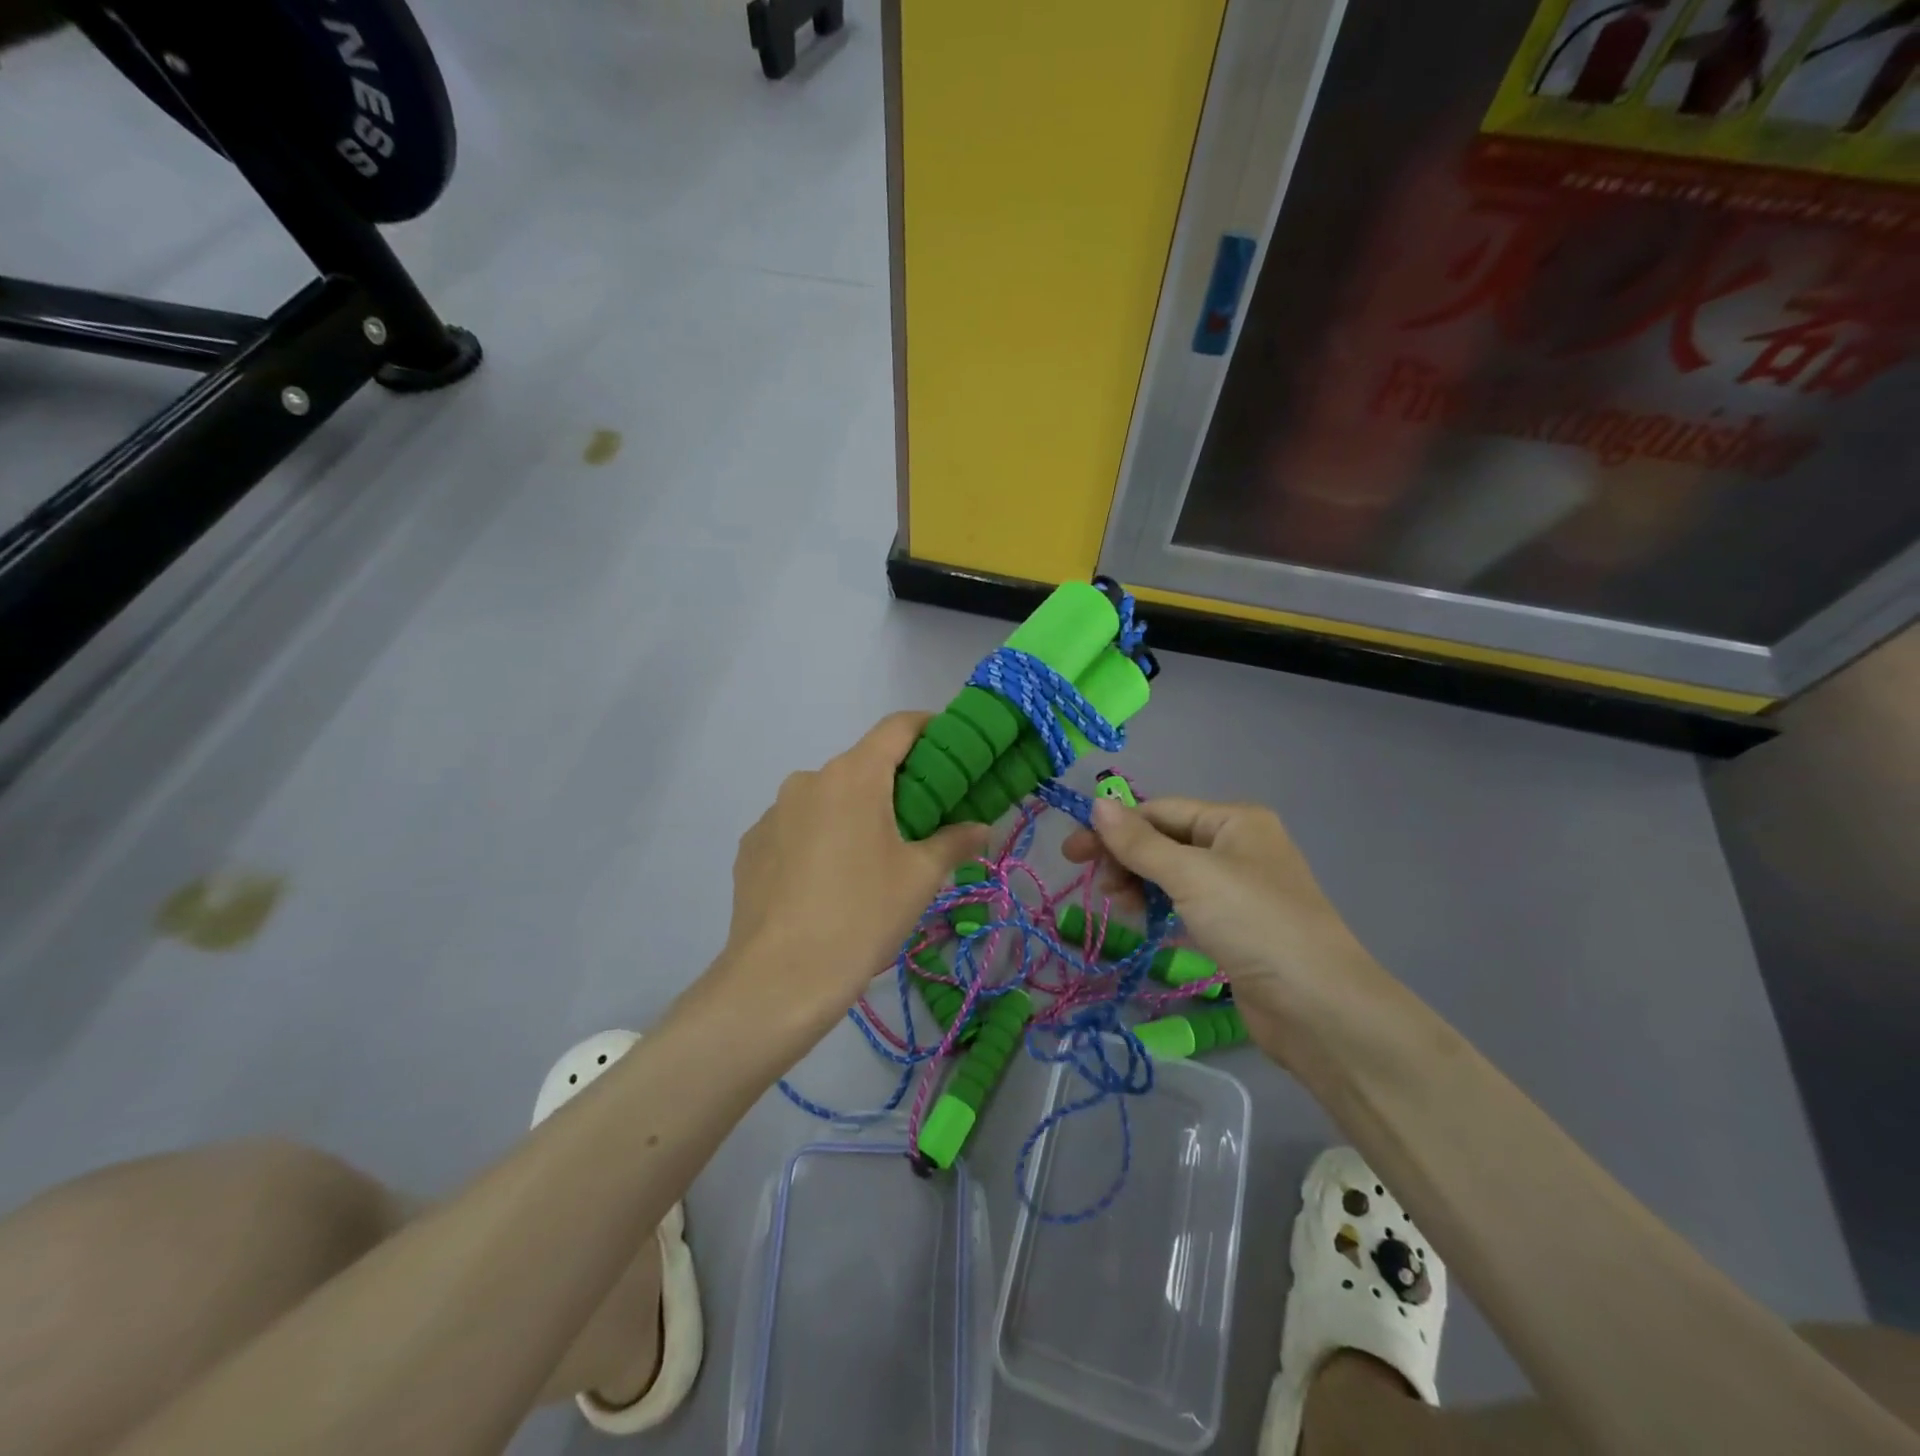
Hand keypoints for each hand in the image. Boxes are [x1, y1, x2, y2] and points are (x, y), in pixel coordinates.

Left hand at [716, 713, 989, 1030]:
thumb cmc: (862, 916)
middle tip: (920, 819)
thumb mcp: (919, 878)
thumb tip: (982, 827)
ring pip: (826, 799)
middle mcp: (808, 780)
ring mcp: (773, 813)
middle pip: (861, 766)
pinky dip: (818, 839)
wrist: (780, 978)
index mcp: (854, 776)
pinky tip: (826, 883)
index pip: (897, 727)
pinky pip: (796, 828)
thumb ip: (955, 842)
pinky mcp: (751, 846)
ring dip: (852, 813)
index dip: (928, 727)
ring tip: (870, 860)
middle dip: (893, 784)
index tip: (950, 745)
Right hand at [1063, 797, 1387, 1063]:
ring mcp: (1239, 889)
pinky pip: (1187, 905)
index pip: (1160, 811)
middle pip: (1165, 841)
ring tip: (1118, 908)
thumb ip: (1139, 842)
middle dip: (1126, 858)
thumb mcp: (1190, 876)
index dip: (1114, 828)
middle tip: (1094, 885)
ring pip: (1173, 874)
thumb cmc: (1253, 924)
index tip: (1072, 853)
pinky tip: (1143, 923)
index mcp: (1234, 821)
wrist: (1318, 1007)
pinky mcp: (1236, 928)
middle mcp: (1238, 846)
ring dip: (1140, 884)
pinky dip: (1161, 908)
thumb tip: (1097, 804)